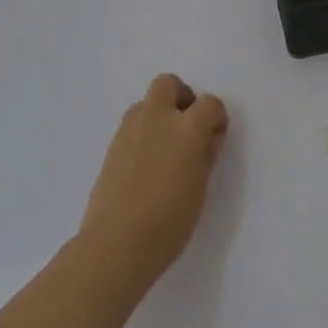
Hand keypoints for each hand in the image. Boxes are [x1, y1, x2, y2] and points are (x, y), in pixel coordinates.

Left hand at [80, 73, 230, 279]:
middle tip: (187, 126)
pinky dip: (143, 132)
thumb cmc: (170, 220)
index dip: (216, 117)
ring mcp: (129, 131)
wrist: (117, 243)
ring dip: (159, 113)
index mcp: (187, 128)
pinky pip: (131, 125)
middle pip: (168, 84)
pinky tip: (146, 163)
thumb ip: (205, 154)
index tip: (215, 137)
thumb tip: (207, 137)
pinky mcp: (111, 147)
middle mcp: (157, 119)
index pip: (209, 103)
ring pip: (146, 102)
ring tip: (165, 147)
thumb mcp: (201, 186)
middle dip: (182, 97)